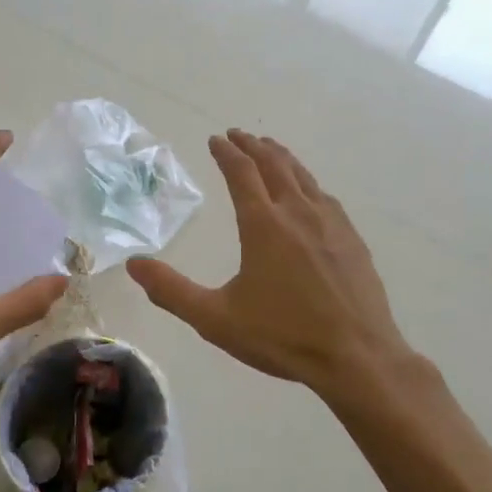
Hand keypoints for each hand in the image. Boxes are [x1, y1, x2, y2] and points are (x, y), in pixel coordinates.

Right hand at [127, 130, 414, 399]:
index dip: (226, 152)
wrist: (358, 357)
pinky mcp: (352, 239)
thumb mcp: (216, 319)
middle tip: (238, 135)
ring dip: (282, 157)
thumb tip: (133, 263)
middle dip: (252, 146)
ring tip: (270, 148)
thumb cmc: (283, 336)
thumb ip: (172, 291)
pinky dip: (307, 182)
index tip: (216, 139)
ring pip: (303, 176)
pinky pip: (325, 196)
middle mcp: (298, 212)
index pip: (241, 173)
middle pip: (274, 164)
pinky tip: (309, 192)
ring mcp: (331, 223)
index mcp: (264, 224)